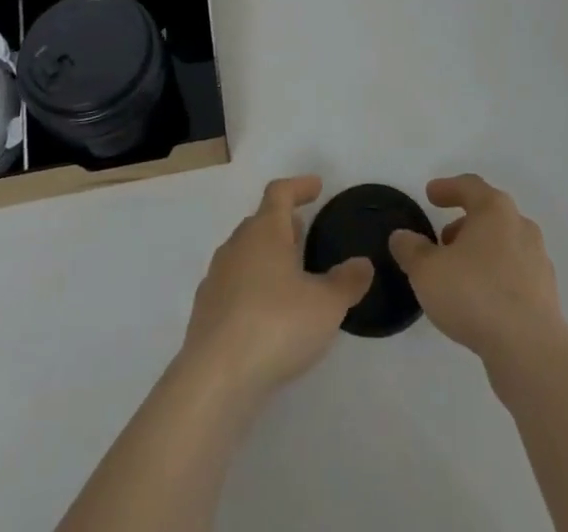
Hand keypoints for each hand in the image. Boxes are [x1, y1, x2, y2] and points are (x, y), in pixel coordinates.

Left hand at [178, 176, 373, 399]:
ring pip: (244, 255)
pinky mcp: (204, 314)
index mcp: (264, 231)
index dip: (299, 186)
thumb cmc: (276, 325)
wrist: (214, 380)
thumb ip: (347, 281)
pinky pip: (232, 287)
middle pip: (260, 222)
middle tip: (304, 233)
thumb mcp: (326, 304)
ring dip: (266, 257)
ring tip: (288, 276)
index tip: (316, 187)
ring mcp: (216, 280)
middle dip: (283, 224)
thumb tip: (362, 264)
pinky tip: (265, 314)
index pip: (280, 193)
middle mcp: (236, 246)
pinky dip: (251, 289)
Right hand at [388, 174, 566, 369]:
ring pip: (503, 244)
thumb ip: (411, 250)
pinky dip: (495, 277)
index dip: (447, 188)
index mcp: (495, 210)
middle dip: (463, 224)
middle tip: (442, 240)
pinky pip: (514, 273)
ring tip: (457, 274)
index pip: (469, 186)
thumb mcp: (428, 271)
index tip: (430, 195)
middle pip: (489, 214)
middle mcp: (520, 226)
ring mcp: (537, 260)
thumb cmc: (475, 294)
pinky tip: (480, 300)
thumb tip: (401, 237)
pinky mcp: (545, 293)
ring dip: (480, 251)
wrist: (530, 349)